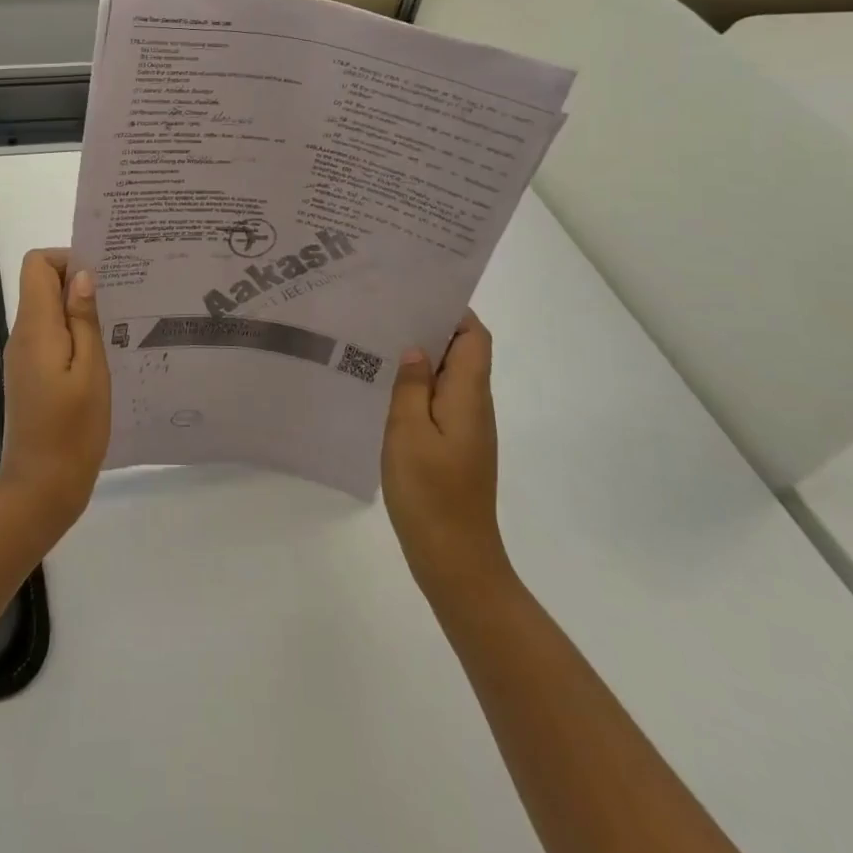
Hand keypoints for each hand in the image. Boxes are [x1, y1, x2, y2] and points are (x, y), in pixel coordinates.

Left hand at [0, 249, 111, 532]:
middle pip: (41, 285)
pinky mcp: (30, 376)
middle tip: (120, 299)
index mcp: (35, 328)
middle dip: (79, 282)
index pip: (36, 265)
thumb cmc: (72, 430)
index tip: (102, 278)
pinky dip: (74, 334)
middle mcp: (22, 335)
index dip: (67, 260)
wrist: (40, 489)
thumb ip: (83, 320)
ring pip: (48, 311)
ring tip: (118, 325)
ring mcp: (23, 357)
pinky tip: (103, 354)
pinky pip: (50, 337)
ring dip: (79, 310)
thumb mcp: (91, 371)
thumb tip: (81, 276)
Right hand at [381, 311, 513, 604]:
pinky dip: (417, 386)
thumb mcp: (408, 432)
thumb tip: (416, 348)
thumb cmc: (431, 493)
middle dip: (430, 327)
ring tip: (377, 340)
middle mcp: (474, 406)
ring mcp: (466, 428)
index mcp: (468, 396)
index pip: (474, 337)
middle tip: (385, 311)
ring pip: (448, 377)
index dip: (453, 311)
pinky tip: (384, 387)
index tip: (416, 293)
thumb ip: (411, 386)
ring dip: (421, 357)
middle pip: (462, 352)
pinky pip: (438, 401)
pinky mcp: (454, 446)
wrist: (455, 559)